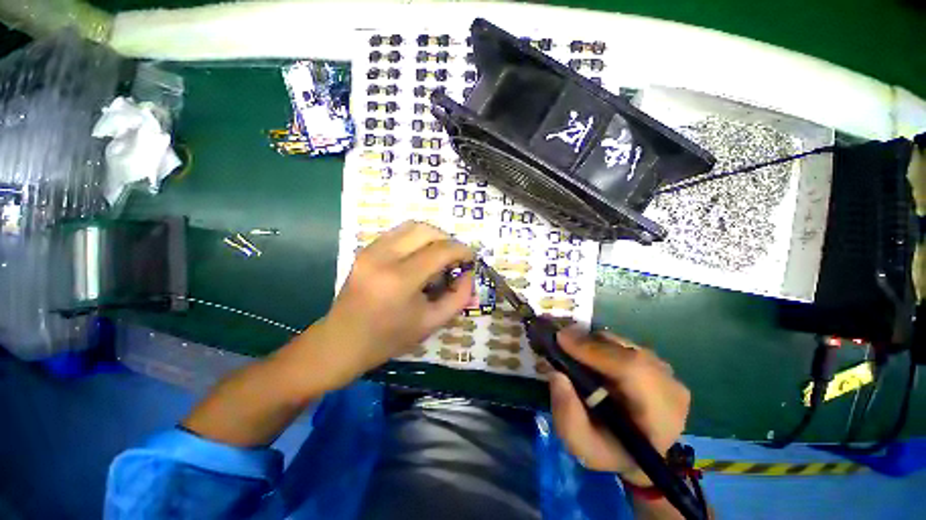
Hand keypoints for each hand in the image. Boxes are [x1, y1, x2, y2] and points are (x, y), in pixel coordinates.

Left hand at [313, 221, 474, 384]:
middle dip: (448, 240)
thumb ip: (458, 297)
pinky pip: (398, 233)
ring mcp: (371, 250)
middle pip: (426, 230)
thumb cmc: (389, 338)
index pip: (440, 250)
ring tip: (438, 256)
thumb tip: (469, 274)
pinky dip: (415, 239)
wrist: (342, 341)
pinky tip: (419, 256)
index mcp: (400, 279)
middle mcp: (383, 257)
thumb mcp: (431, 322)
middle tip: (455, 258)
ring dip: (432, 236)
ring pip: (411, 226)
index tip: (471, 258)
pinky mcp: (365, 250)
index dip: (461, 250)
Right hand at [548, 329, 689, 485]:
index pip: (633, 370)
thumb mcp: (580, 444)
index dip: (594, 350)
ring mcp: (668, 374)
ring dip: (594, 343)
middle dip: (589, 343)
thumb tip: (556, 374)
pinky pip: (626, 344)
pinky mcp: (658, 364)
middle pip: (627, 350)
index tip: (561, 340)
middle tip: (560, 341)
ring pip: (625, 344)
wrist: (636, 454)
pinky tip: (589, 356)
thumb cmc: (608, 452)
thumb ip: (567, 413)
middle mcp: (670, 389)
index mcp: (659, 417)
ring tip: (572, 351)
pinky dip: (602, 344)